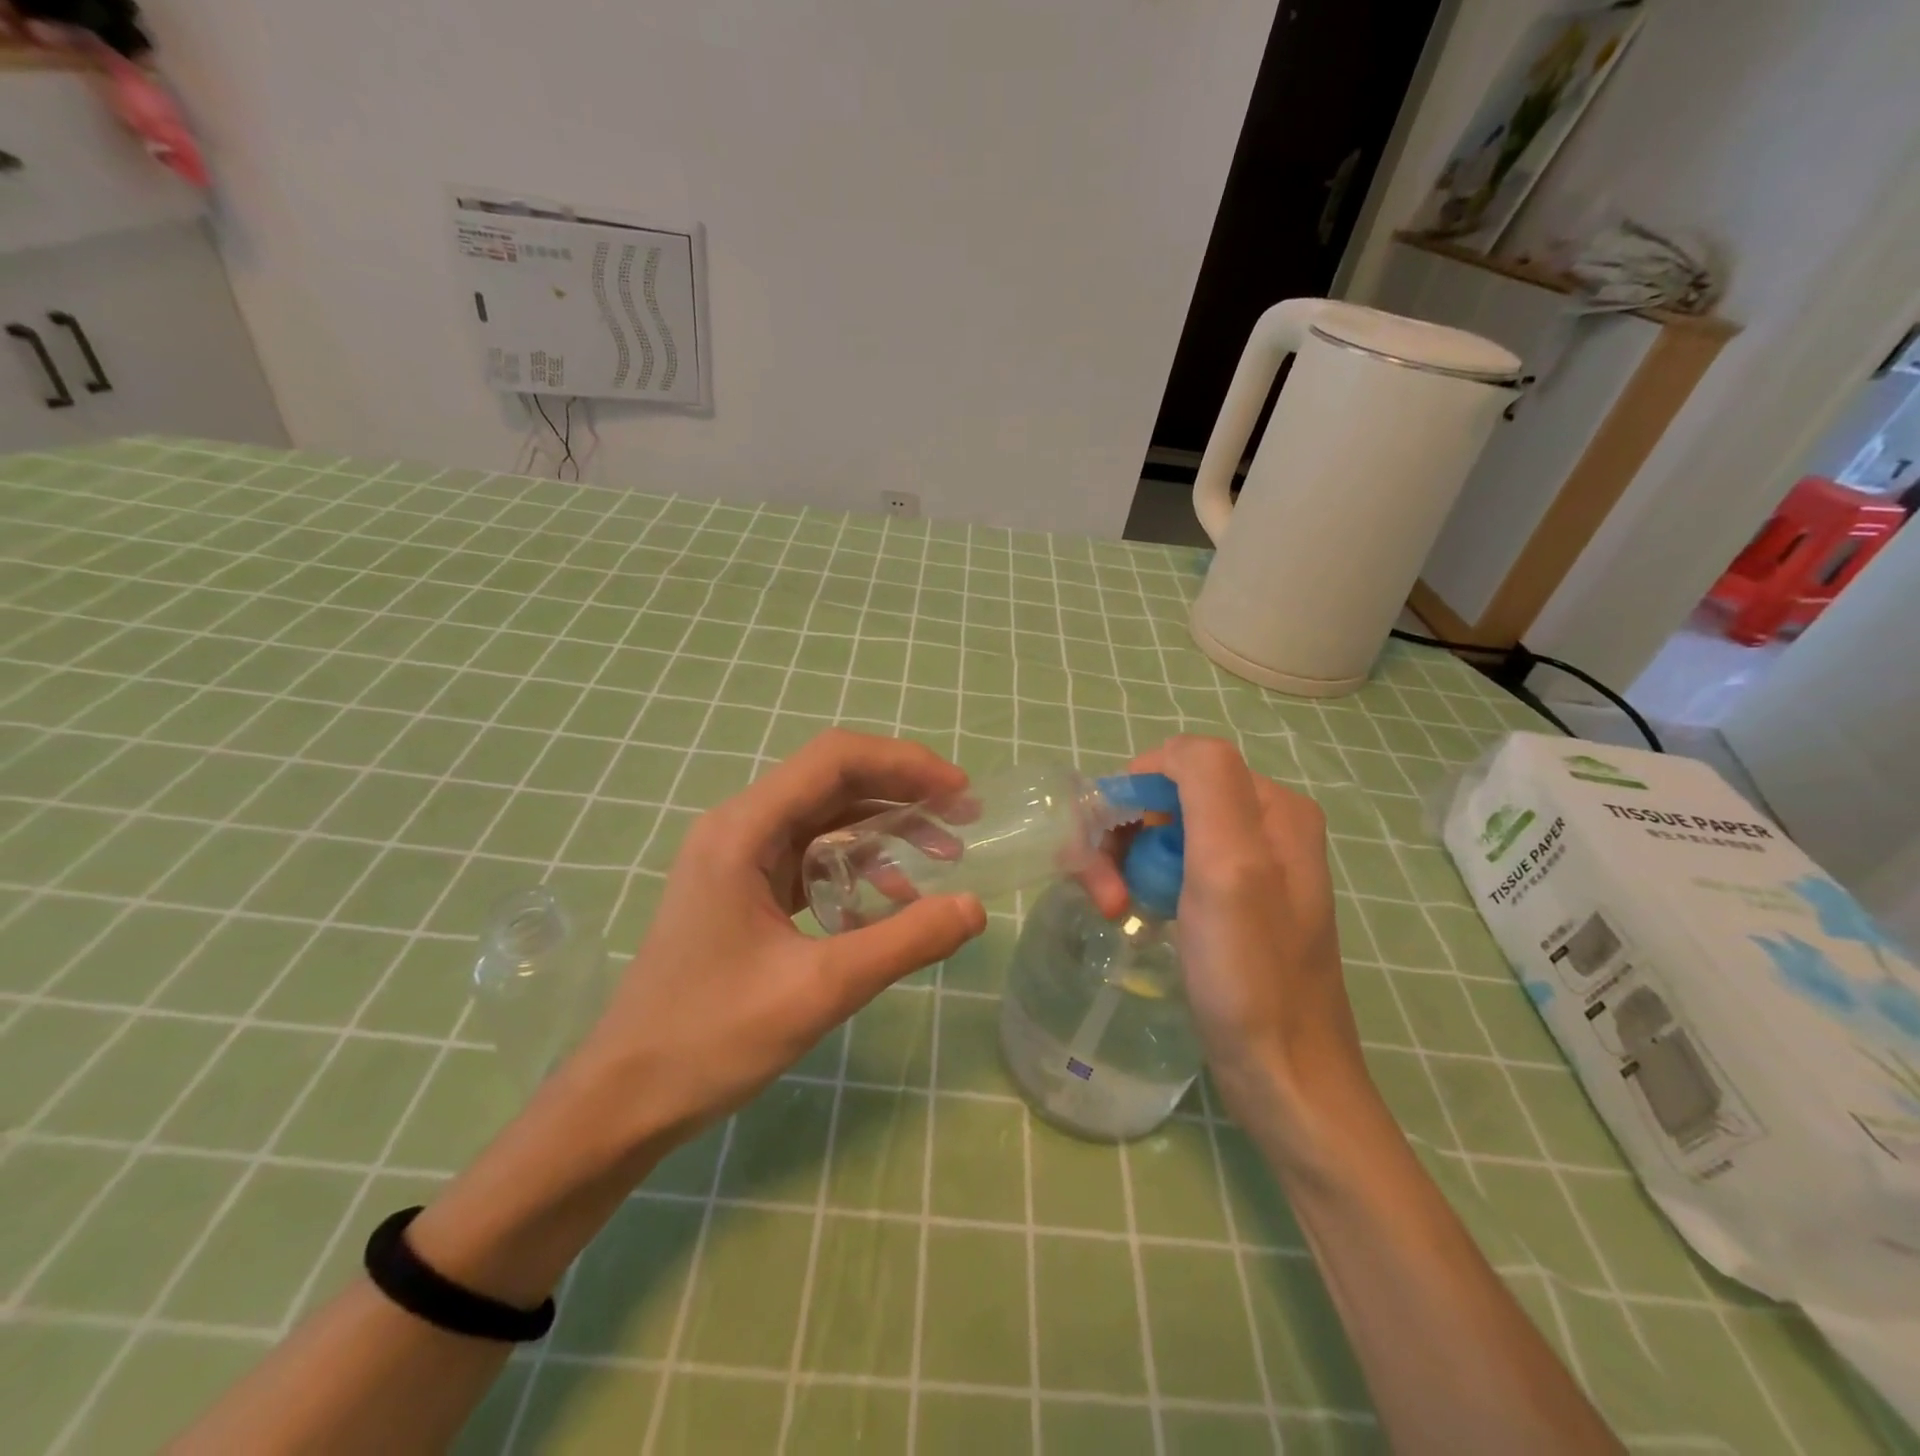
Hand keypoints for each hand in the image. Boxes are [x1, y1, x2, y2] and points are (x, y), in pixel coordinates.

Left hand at [568, 729, 986, 1153]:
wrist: (623, 1099)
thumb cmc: (710, 1038)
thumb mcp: (820, 989)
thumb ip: (904, 942)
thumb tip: (975, 907)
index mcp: (743, 831)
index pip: (834, 760)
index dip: (905, 763)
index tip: (960, 791)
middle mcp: (738, 829)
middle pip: (833, 783)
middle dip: (903, 794)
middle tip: (964, 820)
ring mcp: (737, 860)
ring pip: (825, 820)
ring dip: (885, 832)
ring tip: (943, 858)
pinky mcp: (743, 891)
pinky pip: (811, 858)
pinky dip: (857, 868)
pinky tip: (890, 904)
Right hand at [1129, 736, 1372, 1147]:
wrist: (1286, 1079)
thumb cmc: (1251, 975)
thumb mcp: (1231, 867)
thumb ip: (1206, 783)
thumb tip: (1163, 754)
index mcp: (1269, 806)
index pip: (1175, 764)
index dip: (1126, 799)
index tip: (1100, 853)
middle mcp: (1262, 824)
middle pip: (1164, 799)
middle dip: (1120, 836)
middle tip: (1105, 895)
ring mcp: (1247, 865)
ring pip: (1159, 832)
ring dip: (1123, 862)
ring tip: (1112, 909)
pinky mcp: (1229, 901)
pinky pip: (1170, 867)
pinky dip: (1140, 882)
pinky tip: (1131, 913)